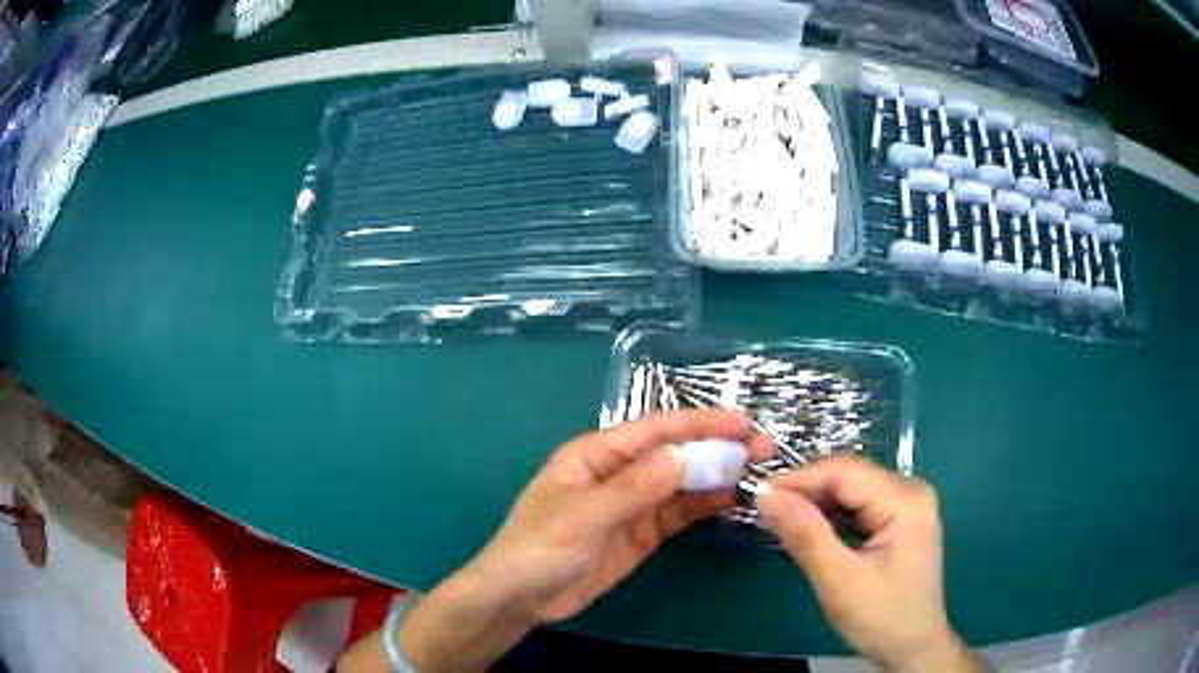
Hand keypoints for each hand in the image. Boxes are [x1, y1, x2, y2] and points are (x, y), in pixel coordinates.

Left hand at [464, 409, 772, 622]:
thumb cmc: (538, 549)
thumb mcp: (582, 517)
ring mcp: (632, 505)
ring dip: (716, 475)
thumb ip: (632, 488)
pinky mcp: (640, 534)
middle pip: (674, 454)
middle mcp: (618, 473)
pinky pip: (677, 513)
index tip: (742, 424)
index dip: (699, 424)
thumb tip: (681, 456)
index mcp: (595, 455)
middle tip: (763, 448)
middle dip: (717, 448)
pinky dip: (704, 505)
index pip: (654, 430)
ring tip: (758, 472)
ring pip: (681, 483)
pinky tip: (732, 500)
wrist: (521, 599)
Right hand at [758, 457, 980, 672]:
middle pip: (849, 477)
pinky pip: (859, 505)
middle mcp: (910, 490)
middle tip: (765, 511)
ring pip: (852, 490)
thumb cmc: (881, 618)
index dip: (800, 479)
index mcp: (905, 500)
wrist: (913, 647)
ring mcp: (908, 504)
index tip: (758, 495)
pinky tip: (812, 529)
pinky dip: (832, 516)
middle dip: (806, 491)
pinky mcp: (901, 519)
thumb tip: (767, 497)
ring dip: (817, 503)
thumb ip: (805, 536)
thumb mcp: (839, 581)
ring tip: (781, 520)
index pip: (845, 472)